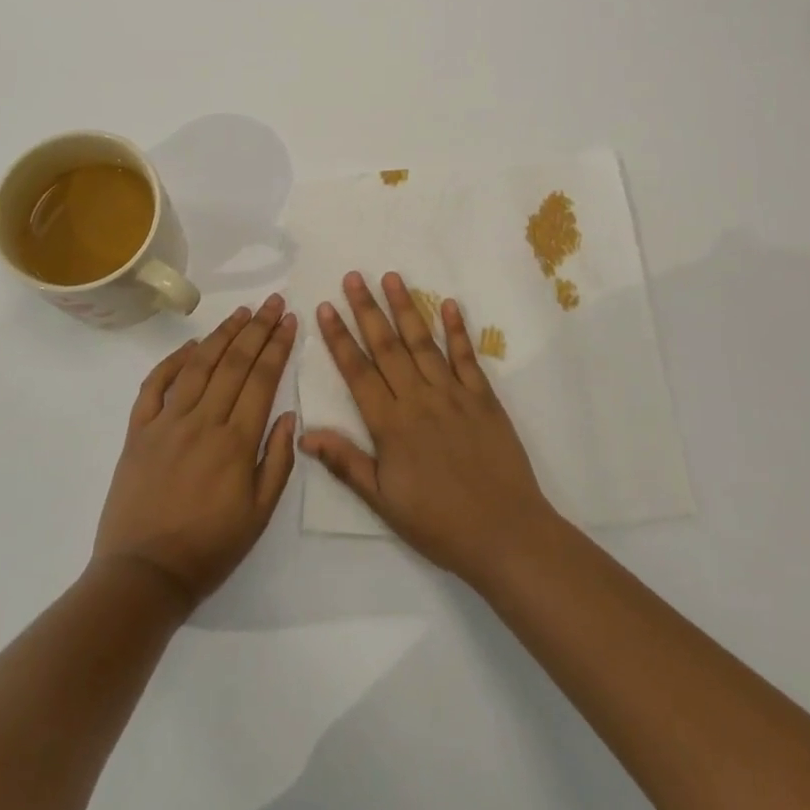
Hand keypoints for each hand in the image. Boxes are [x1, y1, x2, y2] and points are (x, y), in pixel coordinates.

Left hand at [94, 295, 297, 613]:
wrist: (143, 576)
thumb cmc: (209, 549)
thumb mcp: (259, 515)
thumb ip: (277, 461)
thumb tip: (287, 414)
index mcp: (236, 442)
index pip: (262, 379)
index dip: (278, 346)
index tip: (289, 320)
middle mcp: (202, 422)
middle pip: (234, 363)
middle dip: (257, 329)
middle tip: (272, 303)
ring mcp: (166, 423)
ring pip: (198, 366)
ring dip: (221, 335)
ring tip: (241, 312)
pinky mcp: (138, 432)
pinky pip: (154, 386)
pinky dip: (172, 361)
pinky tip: (191, 346)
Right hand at [300, 271, 558, 589]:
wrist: (504, 532)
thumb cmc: (438, 523)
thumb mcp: (383, 501)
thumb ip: (346, 462)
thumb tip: (305, 435)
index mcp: (390, 425)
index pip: (357, 371)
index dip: (339, 338)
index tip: (326, 307)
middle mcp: (418, 399)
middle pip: (387, 346)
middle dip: (367, 309)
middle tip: (354, 276)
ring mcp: (453, 394)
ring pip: (423, 342)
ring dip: (406, 308)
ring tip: (392, 277)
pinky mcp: (483, 397)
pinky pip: (466, 356)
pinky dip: (457, 329)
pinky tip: (448, 304)